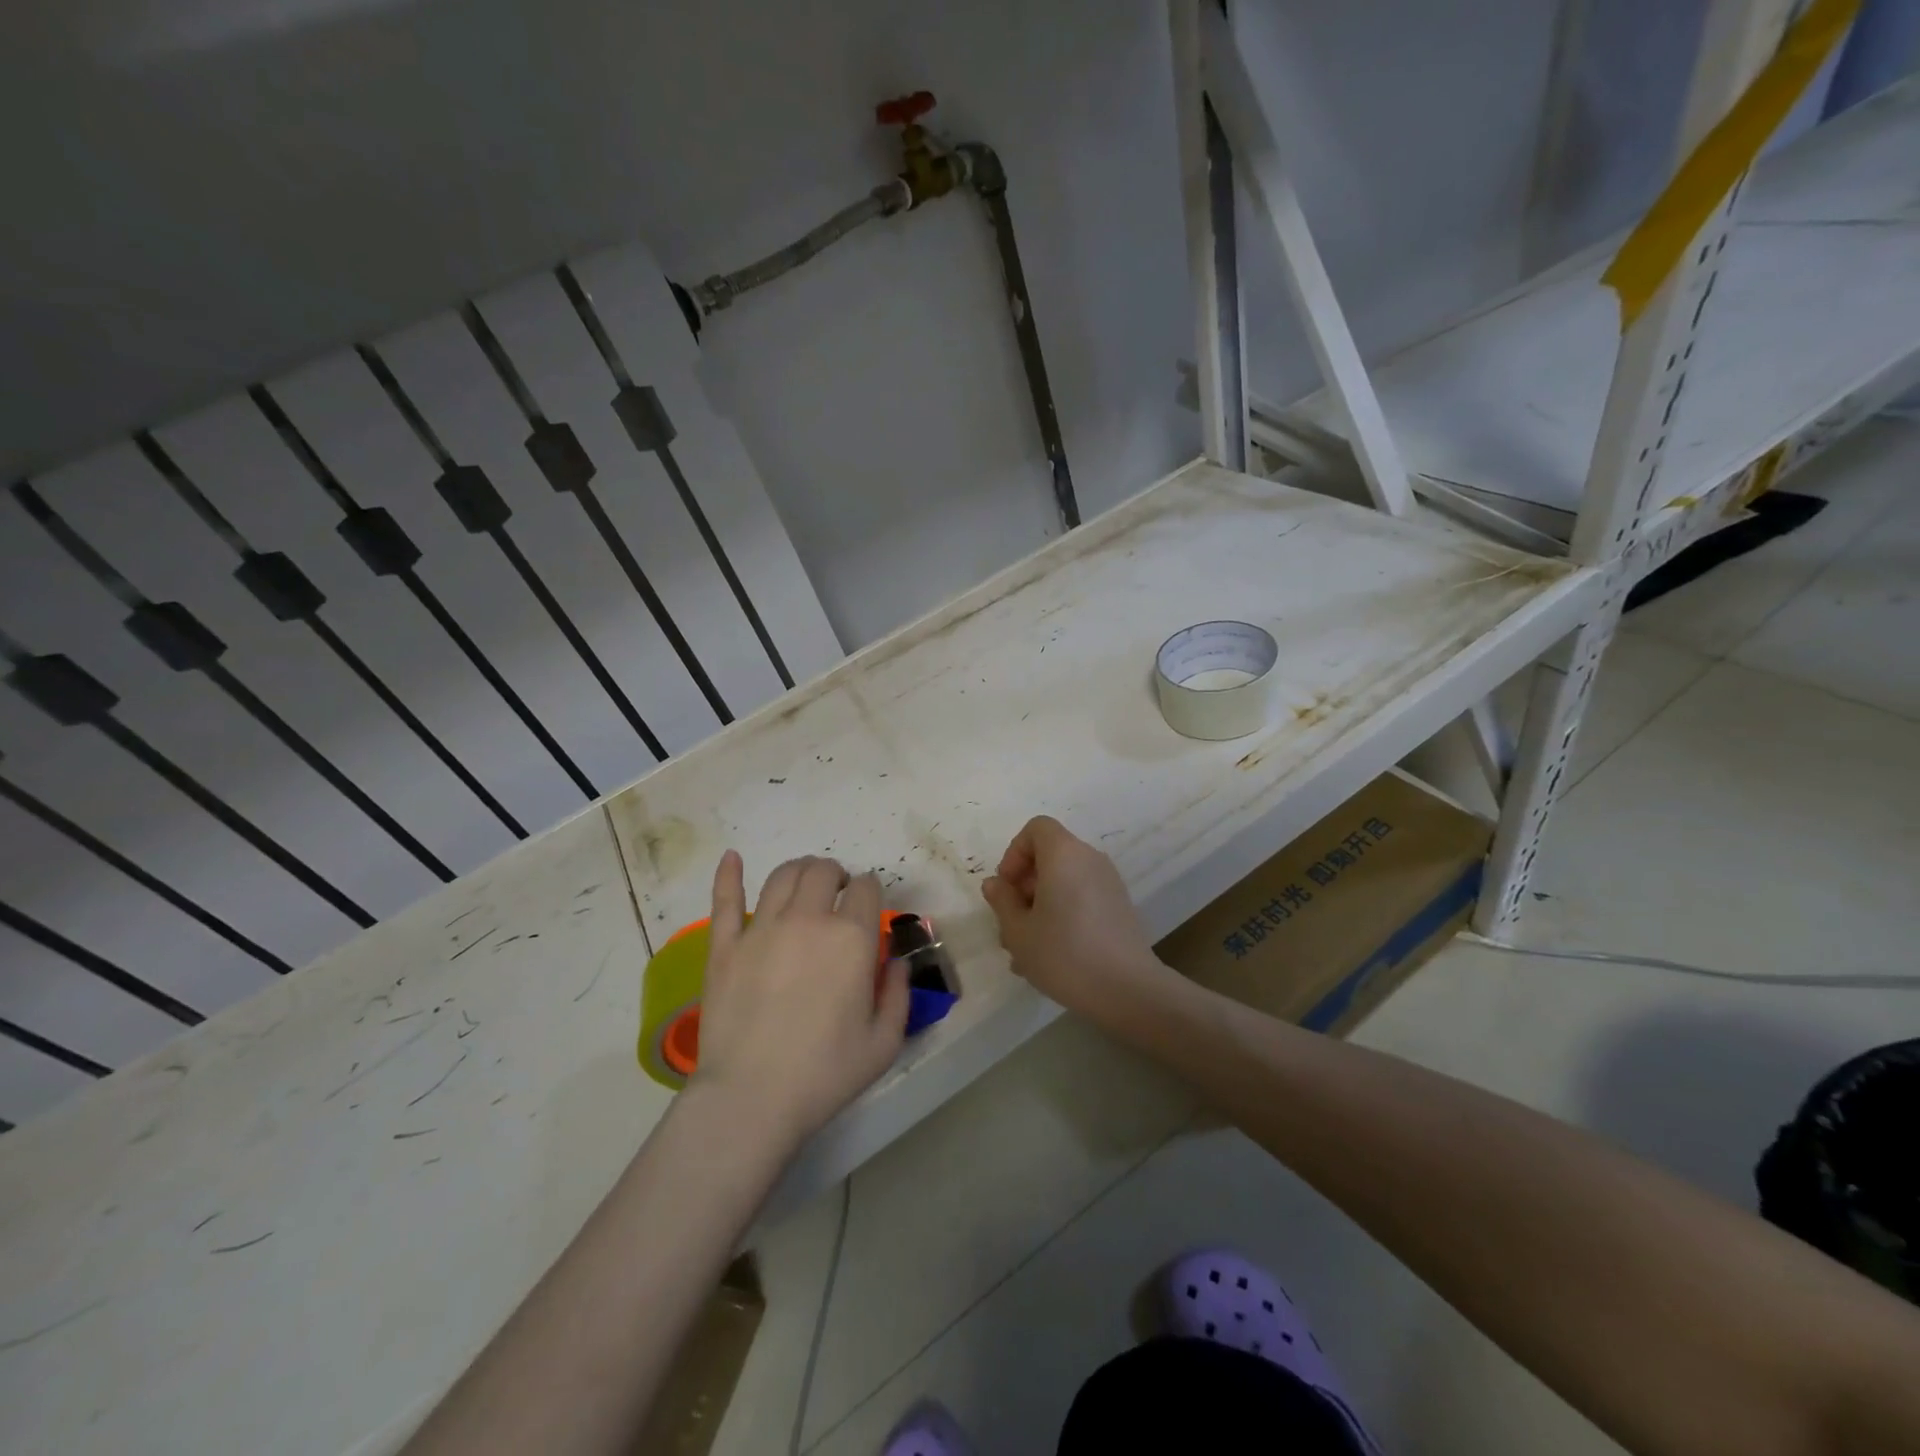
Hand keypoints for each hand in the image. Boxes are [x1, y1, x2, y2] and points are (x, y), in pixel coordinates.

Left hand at [688, 852, 908, 1152]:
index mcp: (851, 938)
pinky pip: (724, 899)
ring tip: (804, 884)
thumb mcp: (884, 1042)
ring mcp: (761, 929)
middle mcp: (808, 919)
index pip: (866, 888)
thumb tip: (896, 961)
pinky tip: (731, 857)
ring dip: (799, 871)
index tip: (868, 907)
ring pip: (782, 876)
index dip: (870, 891)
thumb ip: (898, 994)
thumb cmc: (825, 1074)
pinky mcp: (724, 946)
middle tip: (837, 894)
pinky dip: (728, 874)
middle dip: (836, 875)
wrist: (751, 1099)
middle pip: (823, 871)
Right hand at [981, 816, 1174, 1018]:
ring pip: (1064, 881)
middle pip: (1049, 856)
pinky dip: (1062, 914)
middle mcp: (1089, 859)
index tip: (1007, 888)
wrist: (1127, 989)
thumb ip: (1002, 901)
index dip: (1014, 853)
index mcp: (1064, 854)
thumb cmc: (1064, 954)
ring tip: (1026, 948)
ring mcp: (1109, 883)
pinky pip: (1081, 897)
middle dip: (1024, 885)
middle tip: (1012, 924)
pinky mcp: (1119, 907)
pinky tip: (1051, 953)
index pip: (1036, 828)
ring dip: (1040, 905)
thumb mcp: (1018, 931)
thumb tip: (996, 884)